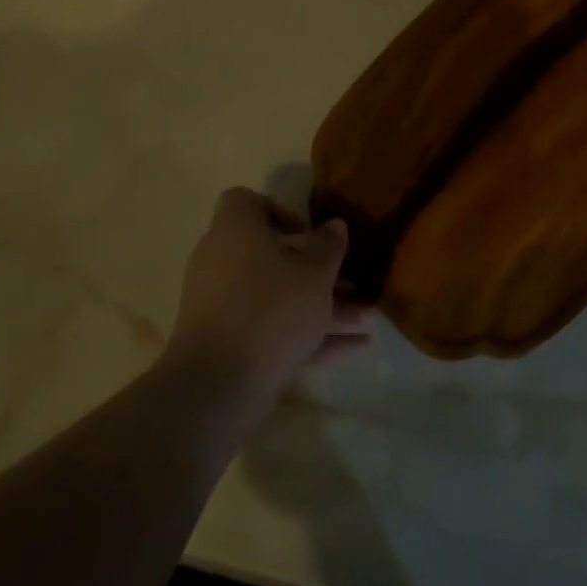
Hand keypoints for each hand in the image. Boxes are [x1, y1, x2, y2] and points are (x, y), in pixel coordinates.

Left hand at [162, 188, 373, 417]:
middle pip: (272, 256)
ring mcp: (222, 305)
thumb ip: (328, 246)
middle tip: (353, 281)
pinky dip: (308, 335)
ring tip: (368, 318)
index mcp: (235, 230)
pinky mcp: (228, 343)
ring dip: (321, 306)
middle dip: (317, 270)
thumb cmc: (271, 308)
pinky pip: (272, 329)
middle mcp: (222, 261)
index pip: (246, 202)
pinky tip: (355, 348)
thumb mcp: (314, 273)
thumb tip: (334, 225)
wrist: (218, 383)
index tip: (308, 231)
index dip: (279, 211)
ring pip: (278, 297)